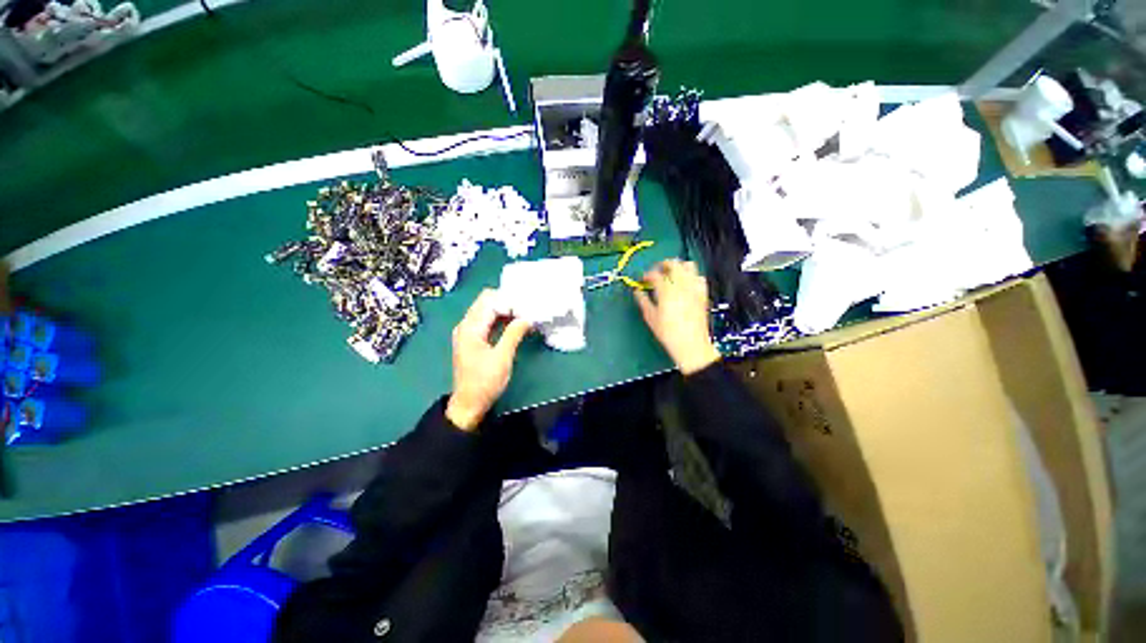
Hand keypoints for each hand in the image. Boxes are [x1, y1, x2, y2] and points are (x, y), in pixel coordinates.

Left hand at [446, 289, 531, 430]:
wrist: (469, 404)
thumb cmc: (485, 382)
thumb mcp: (502, 358)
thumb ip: (514, 334)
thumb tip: (527, 317)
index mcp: (470, 327)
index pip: (488, 300)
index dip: (508, 299)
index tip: (527, 304)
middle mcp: (466, 325)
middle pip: (486, 302)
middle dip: (507, 302)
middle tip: (528, 308)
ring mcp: (468, 332)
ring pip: (488, 311)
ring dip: (505, 311)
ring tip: (525, 315)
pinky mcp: (473, 339)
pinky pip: (487, 322)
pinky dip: (501, 320)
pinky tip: (516, 324)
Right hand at [634, 259, 720, 374]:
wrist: (691, 344)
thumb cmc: (668, 333)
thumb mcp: (650, 317)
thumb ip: (643, 301)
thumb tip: (637, 292)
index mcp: (666, 291)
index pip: (655, 274)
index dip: (647, 274)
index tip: (643, 279)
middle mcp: (682, 286)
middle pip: (674, 264)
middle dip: (663, 264)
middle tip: (657, 271)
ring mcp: (694, 289)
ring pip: (689, 266)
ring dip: (679, 266)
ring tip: (672, 273)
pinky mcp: (702, 294)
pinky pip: (699, 277)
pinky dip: (692, 276)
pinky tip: (686, 282)